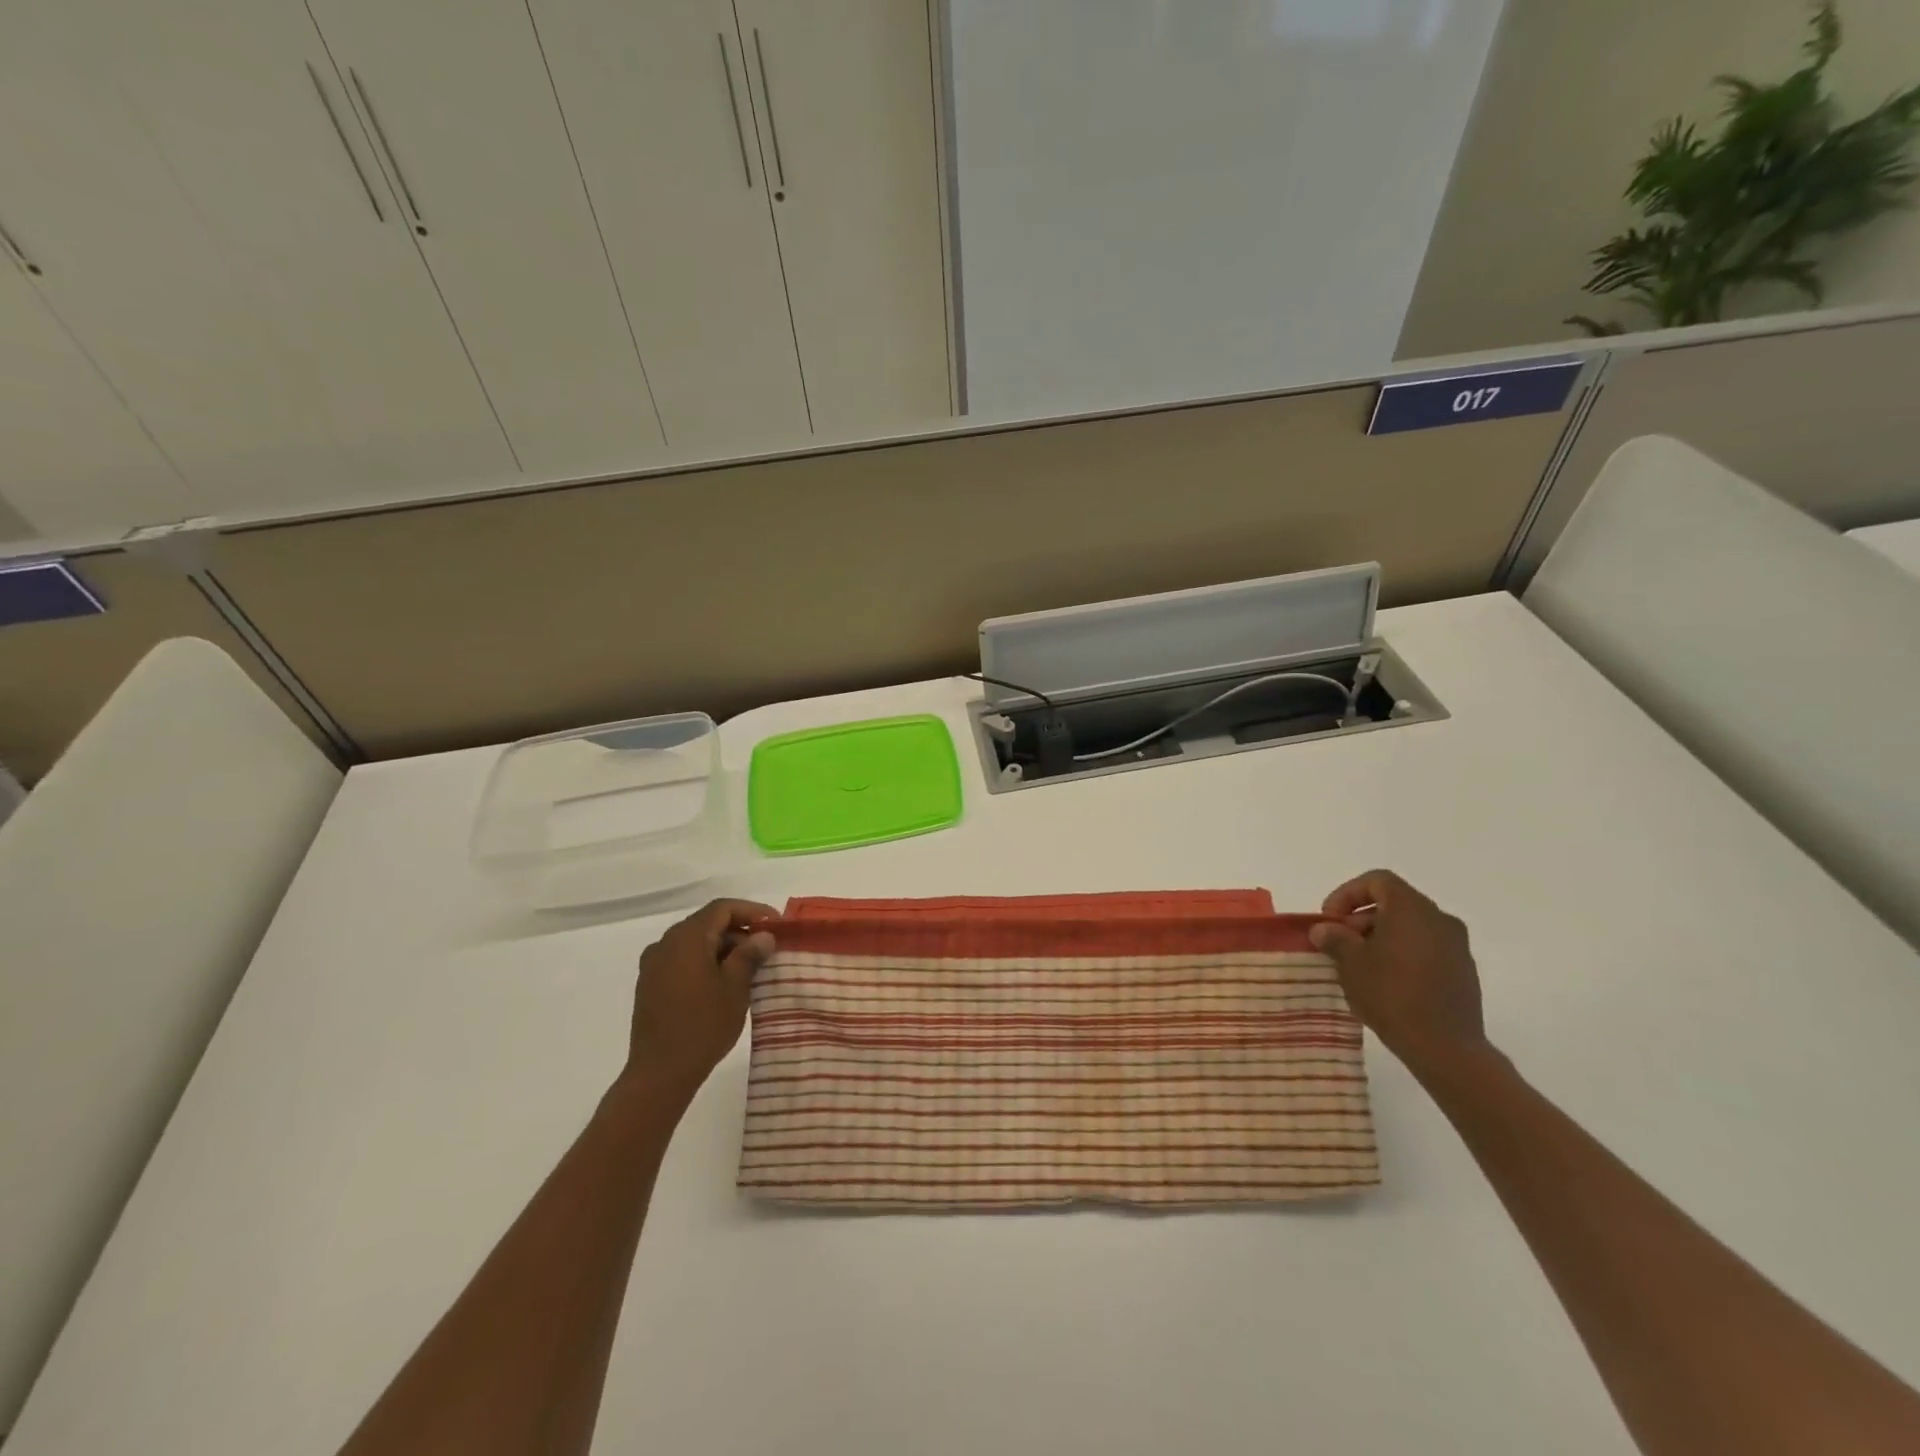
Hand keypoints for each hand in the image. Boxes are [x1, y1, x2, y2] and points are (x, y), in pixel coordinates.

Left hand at [624, 899, 777, 1103]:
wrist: (660, 1073)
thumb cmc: (703, 1026)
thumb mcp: (735, 987)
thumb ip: (749, 954)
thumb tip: (764, 935)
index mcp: (687, 938)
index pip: (723, 909)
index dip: (753, 911)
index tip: (777, 925)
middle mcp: (665, 943)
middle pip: (707, 923)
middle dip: (739, 930)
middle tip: (767, 948)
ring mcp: (654, 965)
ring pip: (695, 942)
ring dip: (723, 947)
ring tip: (749, 967)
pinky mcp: (650, 985)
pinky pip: (682, 960)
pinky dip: (705, 961)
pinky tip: (723, 983)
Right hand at [1310, 870, 1491, 1079]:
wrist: (1445, 1047)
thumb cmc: (1392, 994)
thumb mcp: (1351, 963)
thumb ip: (1335, 938)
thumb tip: (1324, 929)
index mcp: (1412, 909)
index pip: (1377, 881)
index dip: (1347, 894)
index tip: (1331, 919)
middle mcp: (1439, 919)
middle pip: (1394, 902)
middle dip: (1361, 918)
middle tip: (1340, 942)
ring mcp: (1456, 946)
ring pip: (1410, 926)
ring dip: (1381, 936)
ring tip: (1360, 964)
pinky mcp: (1463, 971)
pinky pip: (1426, 948)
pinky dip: (1402, 953)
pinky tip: (1386, 981)